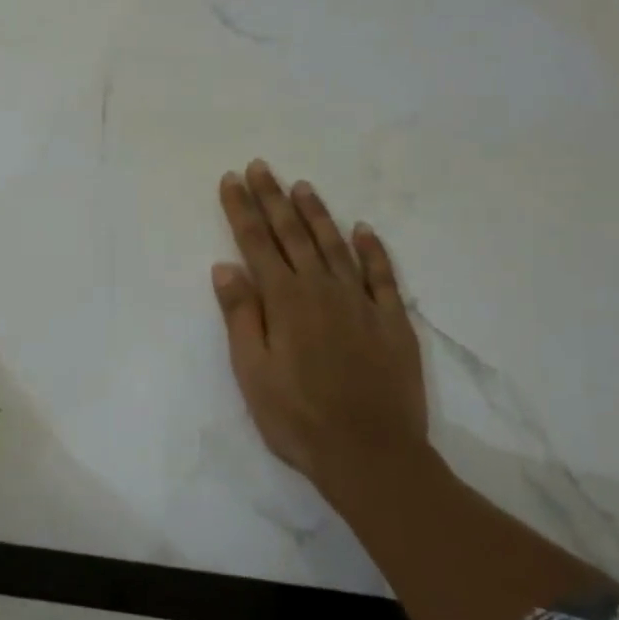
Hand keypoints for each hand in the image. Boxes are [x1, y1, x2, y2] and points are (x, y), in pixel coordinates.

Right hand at [211, 161, 429, 509]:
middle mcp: (322, 290)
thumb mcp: (252, 371)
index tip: (231, 180)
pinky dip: (372, 248)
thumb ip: (241, 315)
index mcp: (284, 301)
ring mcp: (361, 302)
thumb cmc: (297, 417)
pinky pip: (382, 274)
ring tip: (302, 186)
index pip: (257, 244)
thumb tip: (226, 266)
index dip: (242, 210)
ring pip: (335, 245)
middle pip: (293, 234)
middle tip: (261, 167)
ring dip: (317, 214)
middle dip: (273, 198)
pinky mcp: (392, 320)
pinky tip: (364, 229)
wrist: (369, 452)